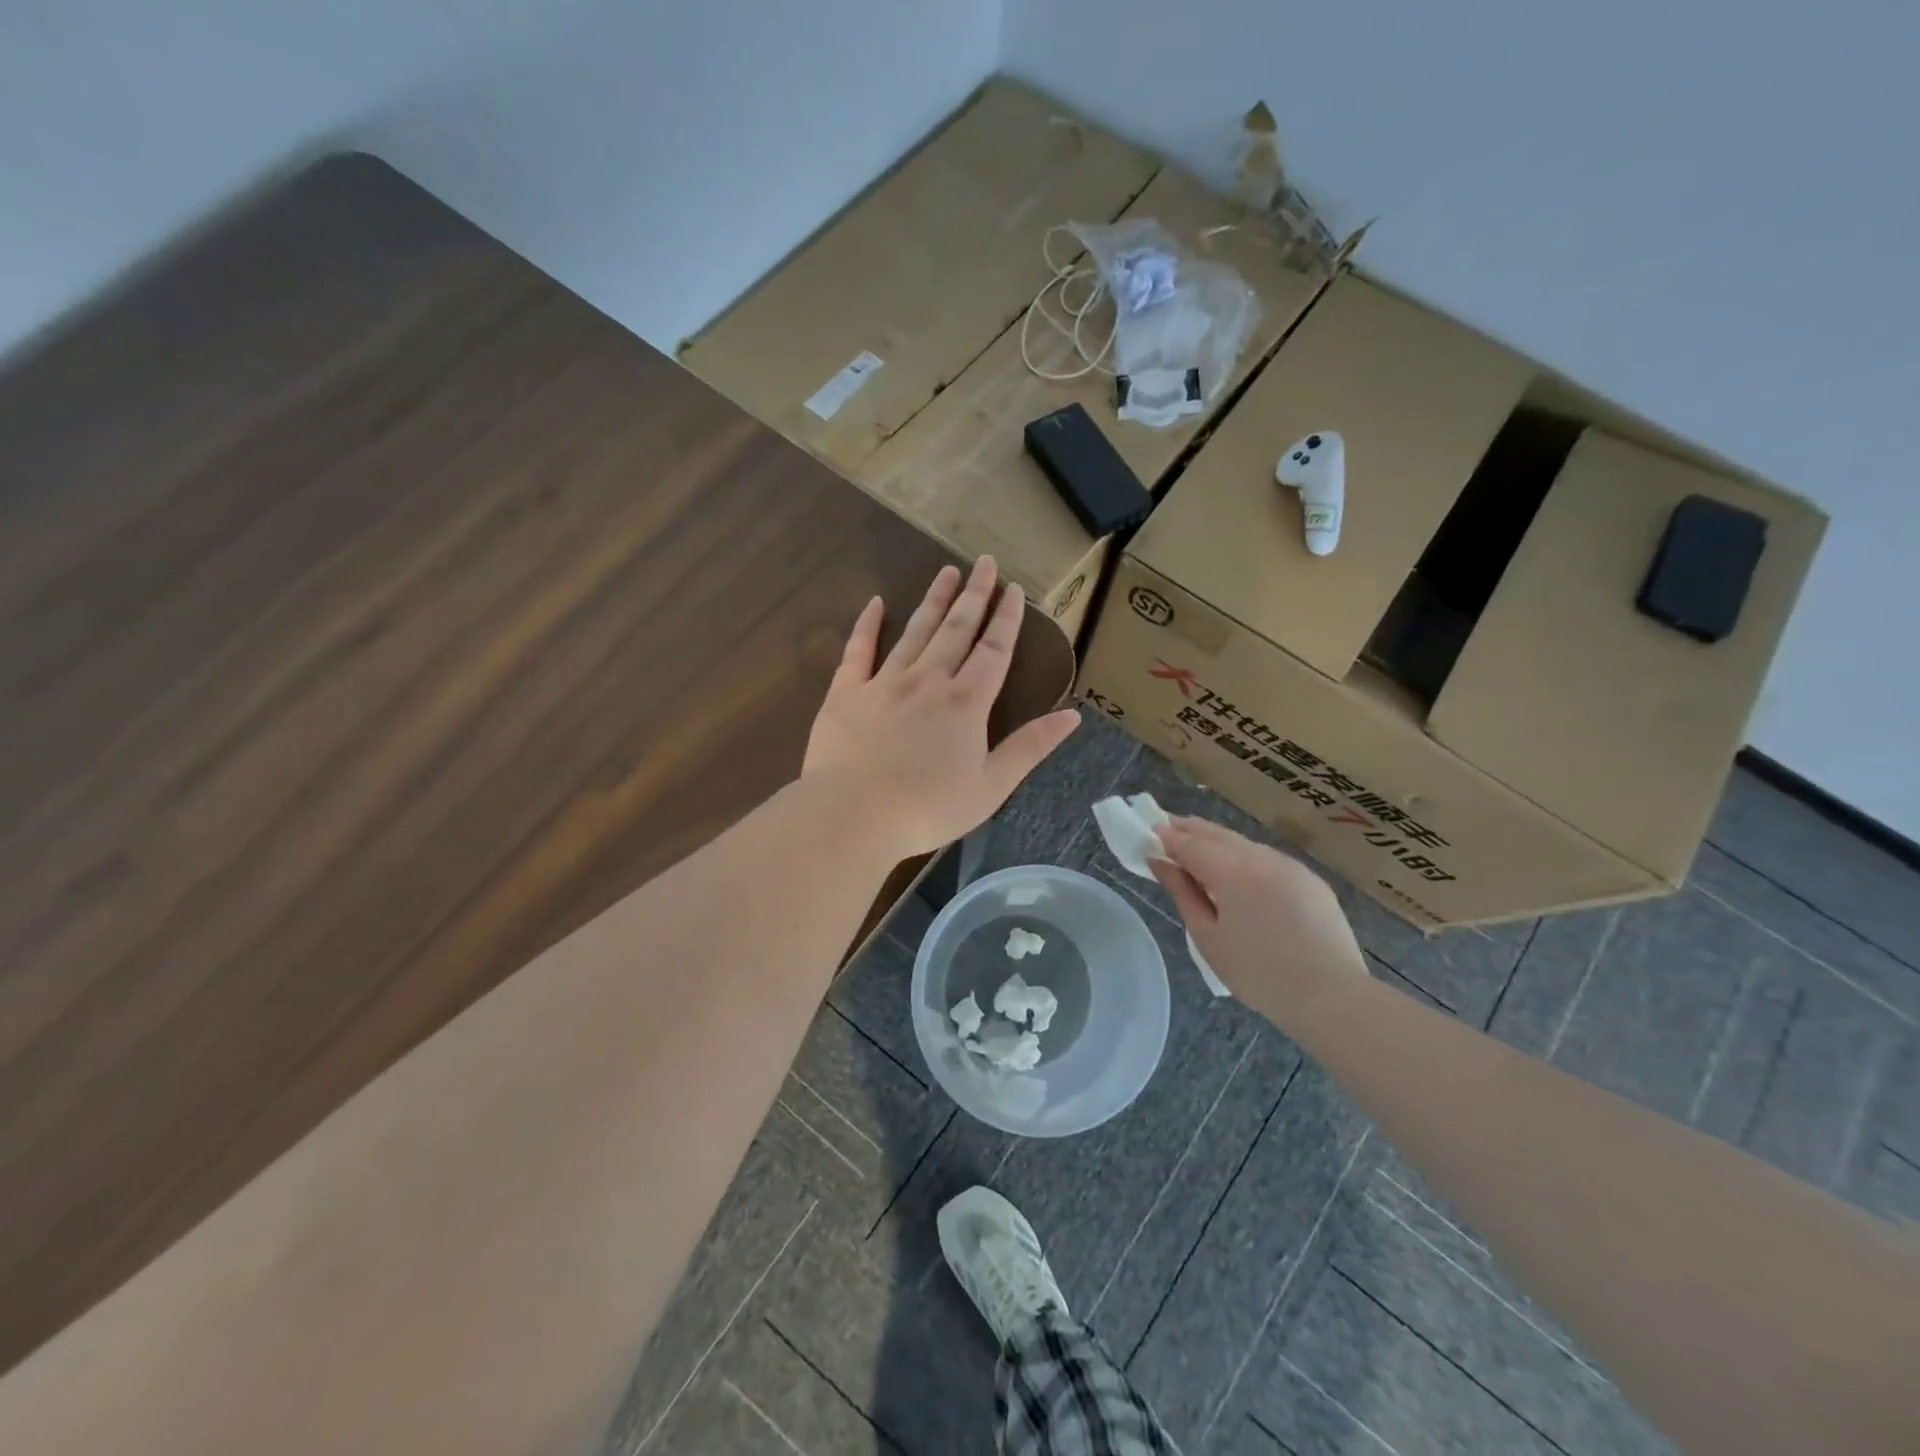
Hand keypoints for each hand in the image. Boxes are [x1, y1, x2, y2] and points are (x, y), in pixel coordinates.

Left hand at [803, 558, 1080, 857]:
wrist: (853, 815)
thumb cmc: (927, 808)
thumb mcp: (991, 786)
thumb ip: (1030, 747)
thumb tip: (1073, 716)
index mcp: (966, 703)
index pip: (994, 650)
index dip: (1006, 619)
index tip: (1014, 589)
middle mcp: (928, 680)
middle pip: (956, 630)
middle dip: (974, 595)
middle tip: (984, 563)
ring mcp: (885, 682)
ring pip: (915, 632)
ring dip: (934, 600)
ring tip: (947, 572)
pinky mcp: (846, 692)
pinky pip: (858, 650)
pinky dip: (867, 625)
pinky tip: (875, 603)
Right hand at [1150, 818, 1367, 1024]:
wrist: (1331, 996)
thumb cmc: (1258, 973)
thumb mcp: (1208, 937)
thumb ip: (1182, 892)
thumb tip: (1159, 862)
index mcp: (1232, 871)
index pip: (1189, 842)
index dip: (1165, 837)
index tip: (1146, 834)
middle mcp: (1261, 857)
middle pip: (1216, 833)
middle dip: (1188, 830)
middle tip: (1164, 830)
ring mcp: (1289, 864)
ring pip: (1242, 843)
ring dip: (1216, 841)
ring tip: (1196, 851)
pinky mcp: (1309, 878)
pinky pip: (1266, 858)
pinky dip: (1243, 857)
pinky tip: (1237, 873)